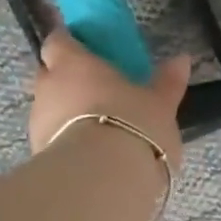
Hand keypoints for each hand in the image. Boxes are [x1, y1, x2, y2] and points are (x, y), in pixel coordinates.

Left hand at [28, 31, 192, 167]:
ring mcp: (38, 122)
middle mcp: (48, 87)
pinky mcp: (39, 154)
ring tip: (98, 130)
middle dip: (67, 80)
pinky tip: (91, 155)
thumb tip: (181, 59)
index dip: (70, 44)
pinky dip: (68, 141)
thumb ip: (167, 82)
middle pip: (49, 75)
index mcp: (73, 63)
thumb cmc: (133, 126)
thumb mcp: (160, 105)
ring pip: (49, 109)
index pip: (59, 41)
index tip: (86, 50)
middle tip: (96, 92)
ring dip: (67, 114)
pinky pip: (53, 139)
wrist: (102, 180)